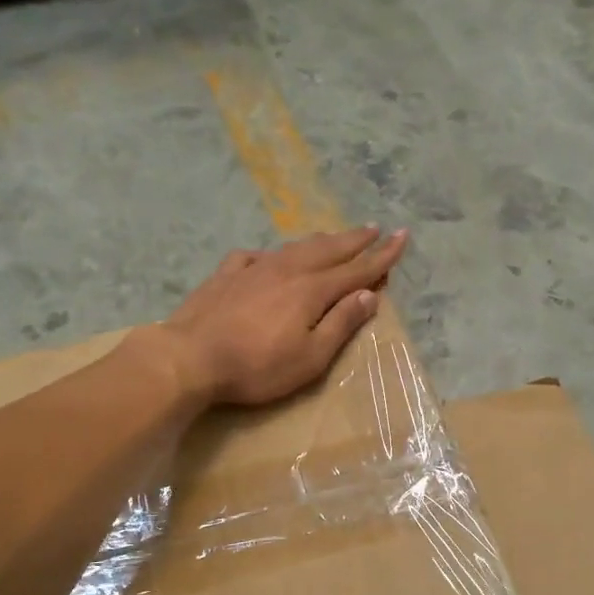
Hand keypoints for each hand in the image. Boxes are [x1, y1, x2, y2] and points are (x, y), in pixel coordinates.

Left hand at [162, 227, 407, 405]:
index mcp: (312, 290)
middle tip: (375, 228)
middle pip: (329, 249)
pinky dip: (272, 254)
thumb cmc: (257, 366)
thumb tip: (369, 295)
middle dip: (355, 240)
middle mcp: (287, 270)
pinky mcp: (226, 275)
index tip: (403, 238)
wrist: (190, 357)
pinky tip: (268, 257)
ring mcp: (254, 268)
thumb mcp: (310, 357)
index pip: (357, 269)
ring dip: (320, 240)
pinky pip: (255, 256)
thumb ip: (341, 324)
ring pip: (295, 247)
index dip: (382, 256)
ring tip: (334, 235)